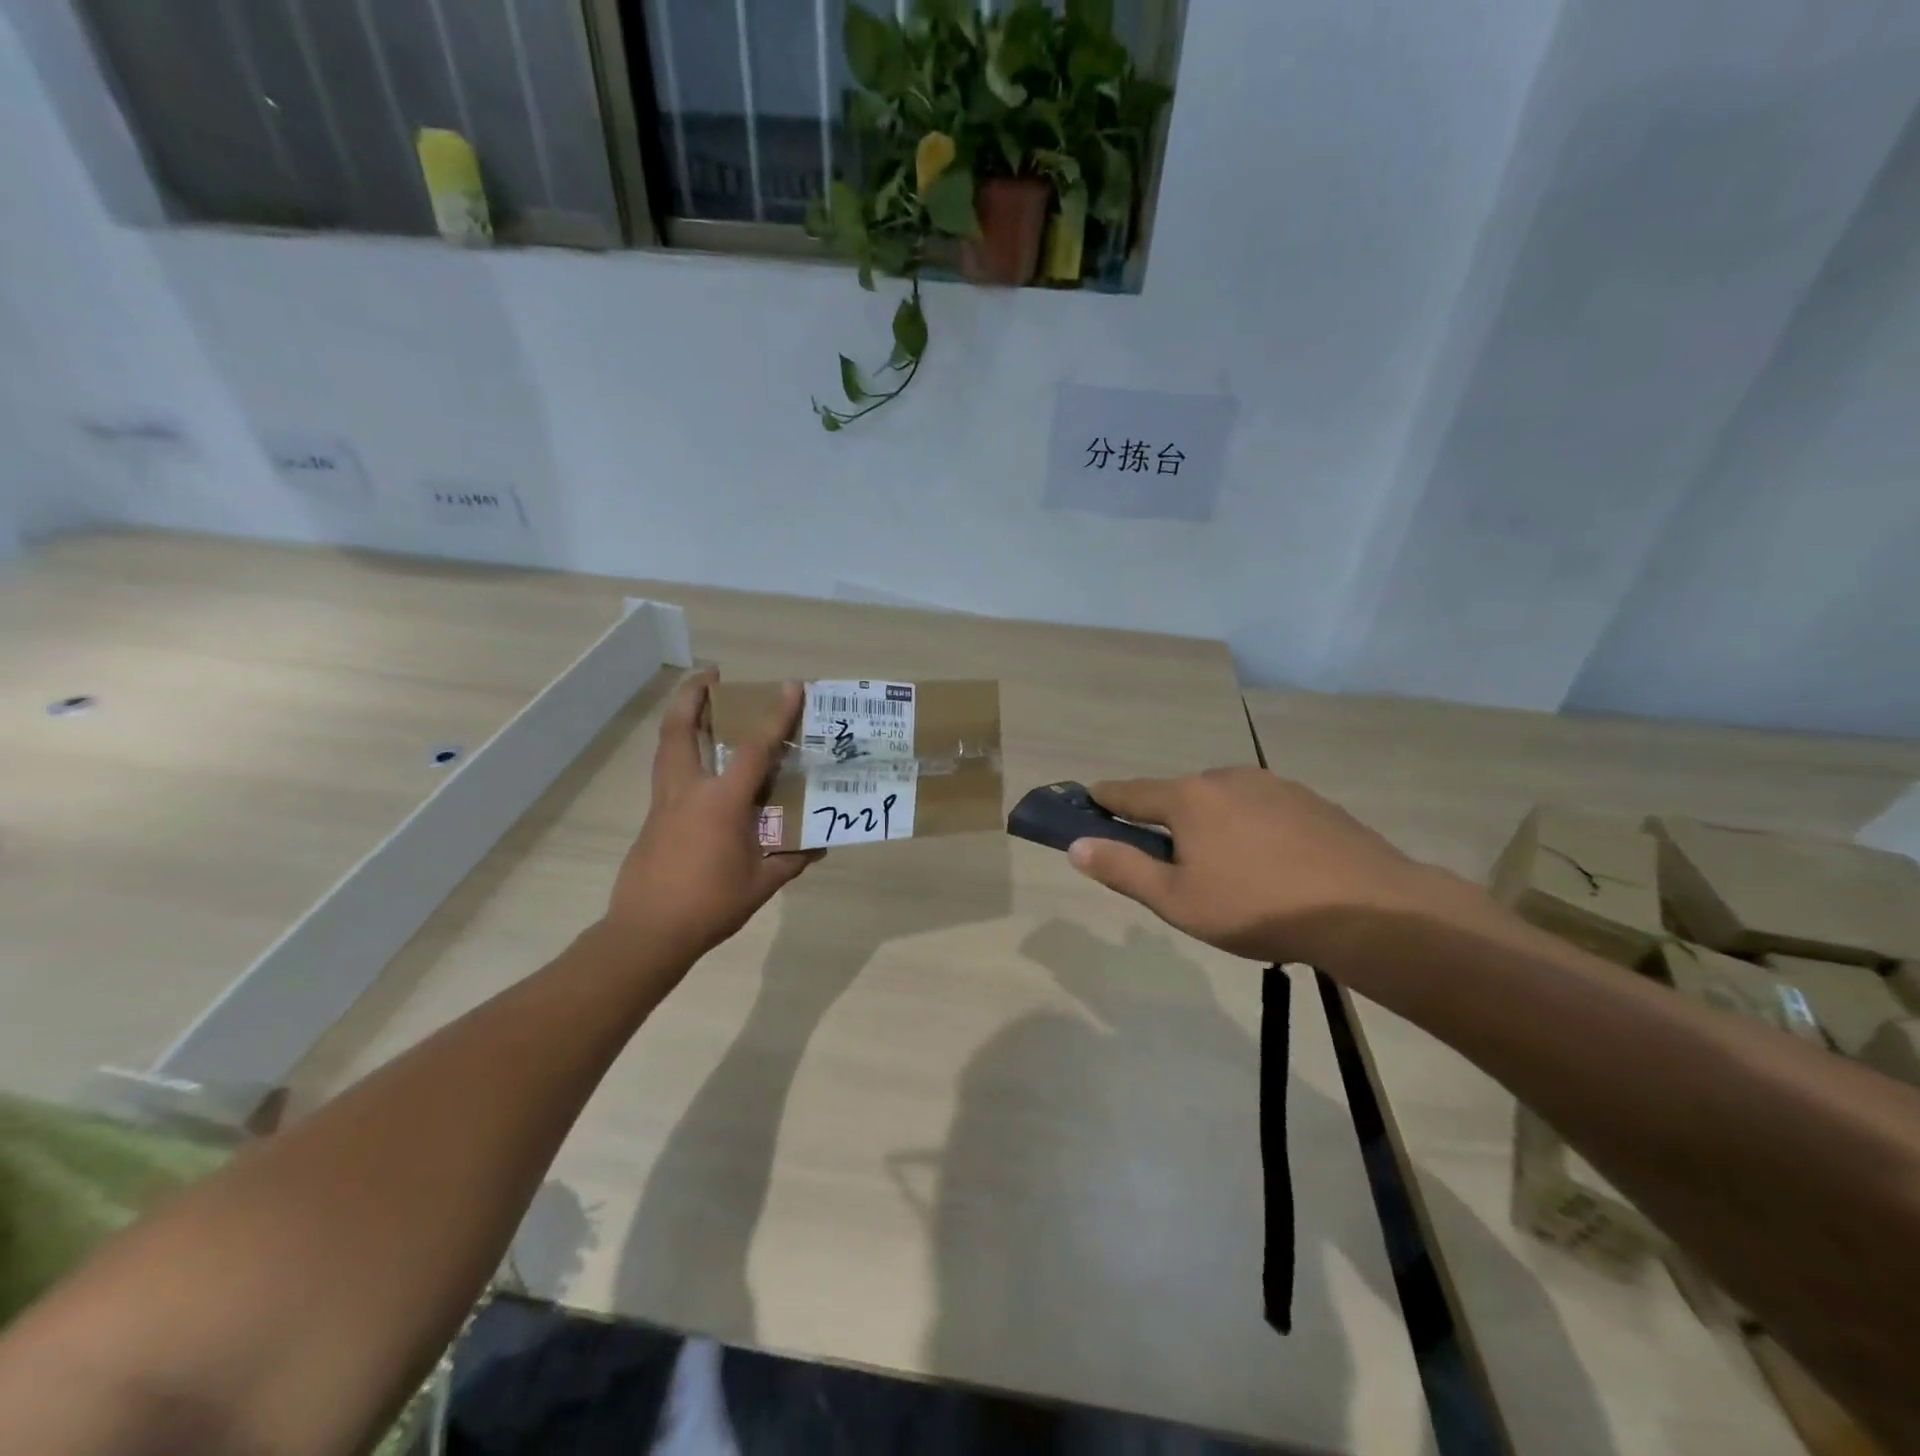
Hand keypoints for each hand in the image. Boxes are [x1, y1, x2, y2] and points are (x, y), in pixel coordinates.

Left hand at [602, 670, 822, 968]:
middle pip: (680, 729)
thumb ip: (791, 860)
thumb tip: (819, 845)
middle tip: (709, 672)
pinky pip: (668, 771)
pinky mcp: (653, 819)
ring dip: (680, 717)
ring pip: (666, 747)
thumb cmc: (709, 905)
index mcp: (721, 803)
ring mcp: (664, 804)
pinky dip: (680, 751)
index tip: (790, 687)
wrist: (646, 933)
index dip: (774, 716)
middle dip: (693, 694)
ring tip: (697, 702)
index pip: (753, 749)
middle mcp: (688, 791)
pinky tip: (698, 763)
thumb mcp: (761, 884)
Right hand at [1067, 769, 1459, 964]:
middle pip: (1178, 797)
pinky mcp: (1309, 800)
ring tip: (1227, 873)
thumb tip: (1077, 846)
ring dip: (1210, 826)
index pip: (1129, 793)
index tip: (1087, 803)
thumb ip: (1122, 869)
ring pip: (1222, 802)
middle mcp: (1225, 777)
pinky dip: (1250, 830)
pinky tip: (1270, 867)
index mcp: (1187, 798)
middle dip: (1165, 823)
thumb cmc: (1256, 906)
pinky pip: (1261, 810)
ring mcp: (1272, 785)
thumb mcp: (1177, 900)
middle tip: (1170, 867)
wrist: (1367, 909)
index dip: (1104, 800)